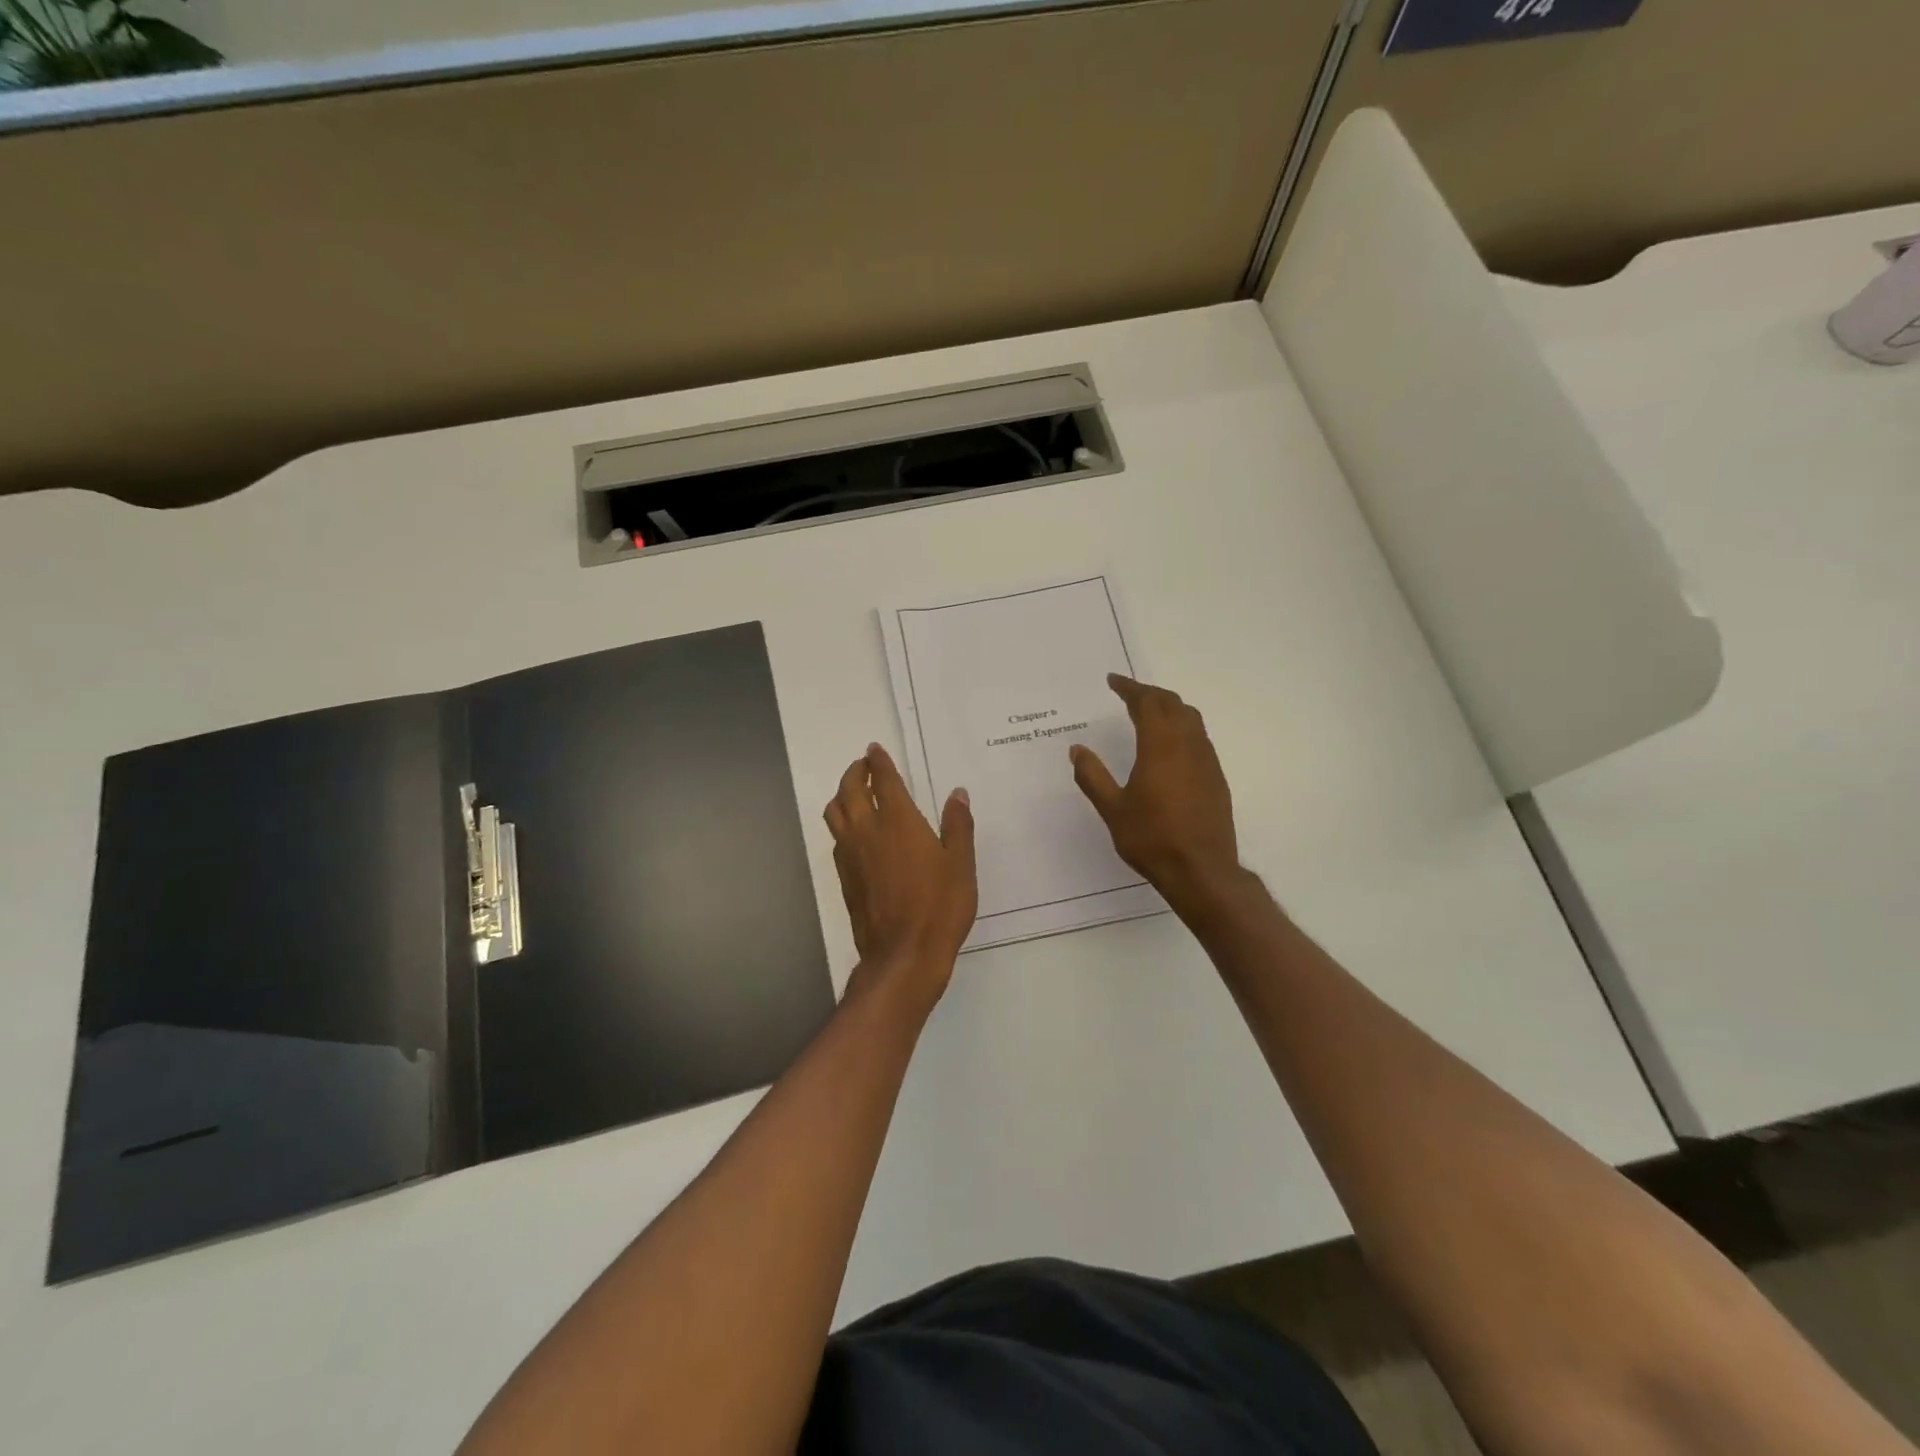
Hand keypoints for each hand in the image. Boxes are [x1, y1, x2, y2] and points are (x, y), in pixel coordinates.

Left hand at [824, 744, 976, 1006]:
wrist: (903, 954)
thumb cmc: (939, 906)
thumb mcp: (960, 864)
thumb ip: (957, 825)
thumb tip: (957, 794)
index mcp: (898, 821)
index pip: (883, 780)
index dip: (878, 762)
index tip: (874, 749)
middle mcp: (867, 830)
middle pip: (849, 790)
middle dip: (855, 772)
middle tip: (864, 765)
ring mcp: (850, 854)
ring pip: (835, 812)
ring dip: (841, 794)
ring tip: (853, 792)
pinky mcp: (844, 877)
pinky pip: (836, 838)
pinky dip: (841, 823)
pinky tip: (854, 832)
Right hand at [1070, 675, 1241, 909]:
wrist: (1202, 870)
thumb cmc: (1152, 838)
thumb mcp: (1112, 809)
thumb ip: (1093, 776)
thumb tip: (1077, 749)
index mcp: (1160, 747)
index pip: (1147, 703)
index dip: (1129, 688)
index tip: (1113, 680)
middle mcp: (1188, 745)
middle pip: (1172, 704)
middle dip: (1149, 693)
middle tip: (1128, 693)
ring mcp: (1206, 760)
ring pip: (1190, 718)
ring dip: (1169, 707)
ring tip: (1148, 711)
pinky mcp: (1216, 776)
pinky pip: (1199, 737)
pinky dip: (1181, 726)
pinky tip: (1169, 744)